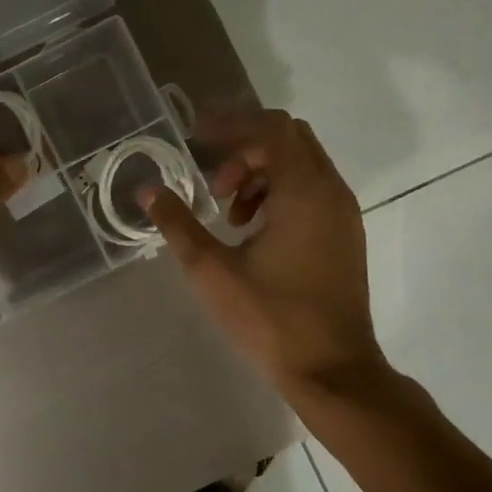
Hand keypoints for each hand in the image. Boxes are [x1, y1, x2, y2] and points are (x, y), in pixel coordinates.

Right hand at [141, 108, 385, 393]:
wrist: (333, 369)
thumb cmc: (271, 318)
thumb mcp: (212, 270)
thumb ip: (178, 224)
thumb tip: (148, 190)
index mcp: (304, 191)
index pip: (270, 129)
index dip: (229, 123)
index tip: (193, 134)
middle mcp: (330, 191)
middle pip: (288, 138)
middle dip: (244, 147)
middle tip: (211, 176)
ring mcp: (342, 212)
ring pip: (300, 164)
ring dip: (260, 171)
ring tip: (227, 210)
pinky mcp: (344, 233)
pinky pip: (310, 189)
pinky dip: (278, 191)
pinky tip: (251, 229)